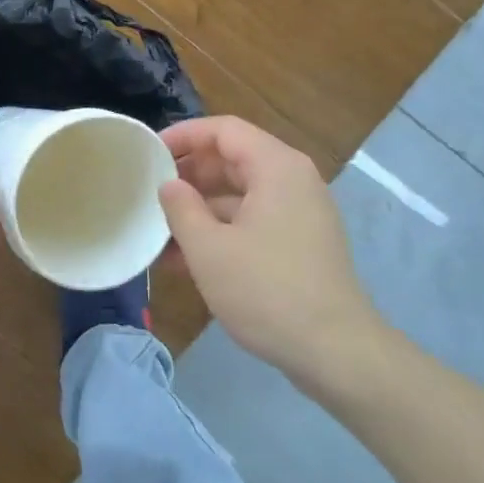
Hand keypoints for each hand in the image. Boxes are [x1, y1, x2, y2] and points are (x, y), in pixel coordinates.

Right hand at [157, 117, 387, 393]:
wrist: (336, 352)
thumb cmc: (267, 291)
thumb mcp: (209, 249)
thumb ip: (181, 208)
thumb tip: (169, 185)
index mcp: (276, 167)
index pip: (223, 130)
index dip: (183, 135)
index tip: (148, 153)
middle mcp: (292, 180)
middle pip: (232, 159)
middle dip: (188, 175)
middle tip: (148, 192)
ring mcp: (299, 213)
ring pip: (239, 194)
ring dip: (199, 208)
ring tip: (158, 231)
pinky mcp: (300, 243)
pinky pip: (252, 220)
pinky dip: (220, 230)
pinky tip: (184, 258)